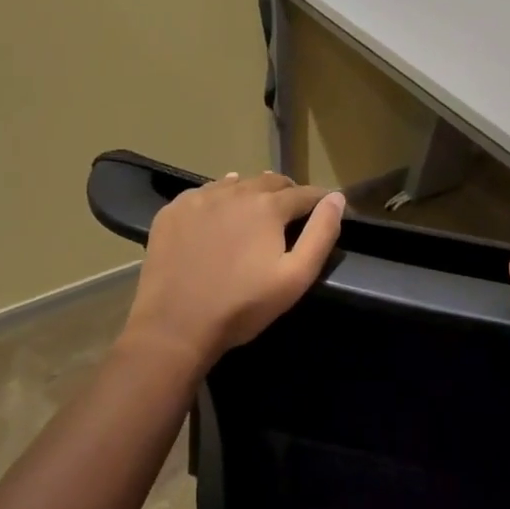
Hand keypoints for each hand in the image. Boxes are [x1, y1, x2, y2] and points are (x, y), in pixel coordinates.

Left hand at [125, 172, 346, 375]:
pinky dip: (219, 199)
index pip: (304, 193)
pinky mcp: (173, 211)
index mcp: (268, 206)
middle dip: (287, 194)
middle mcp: (235, 191)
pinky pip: (204, 193)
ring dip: (252, 193)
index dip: (320, 200)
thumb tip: (337, 199)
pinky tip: (218, 217)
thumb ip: (321, 234)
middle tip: (291, 214)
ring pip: (237, 184)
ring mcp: (200, 198)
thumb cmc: (242, 305)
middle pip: (270, 181)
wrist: (174, 327)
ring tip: (256, 213)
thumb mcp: (295, 277)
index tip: (328, 208)